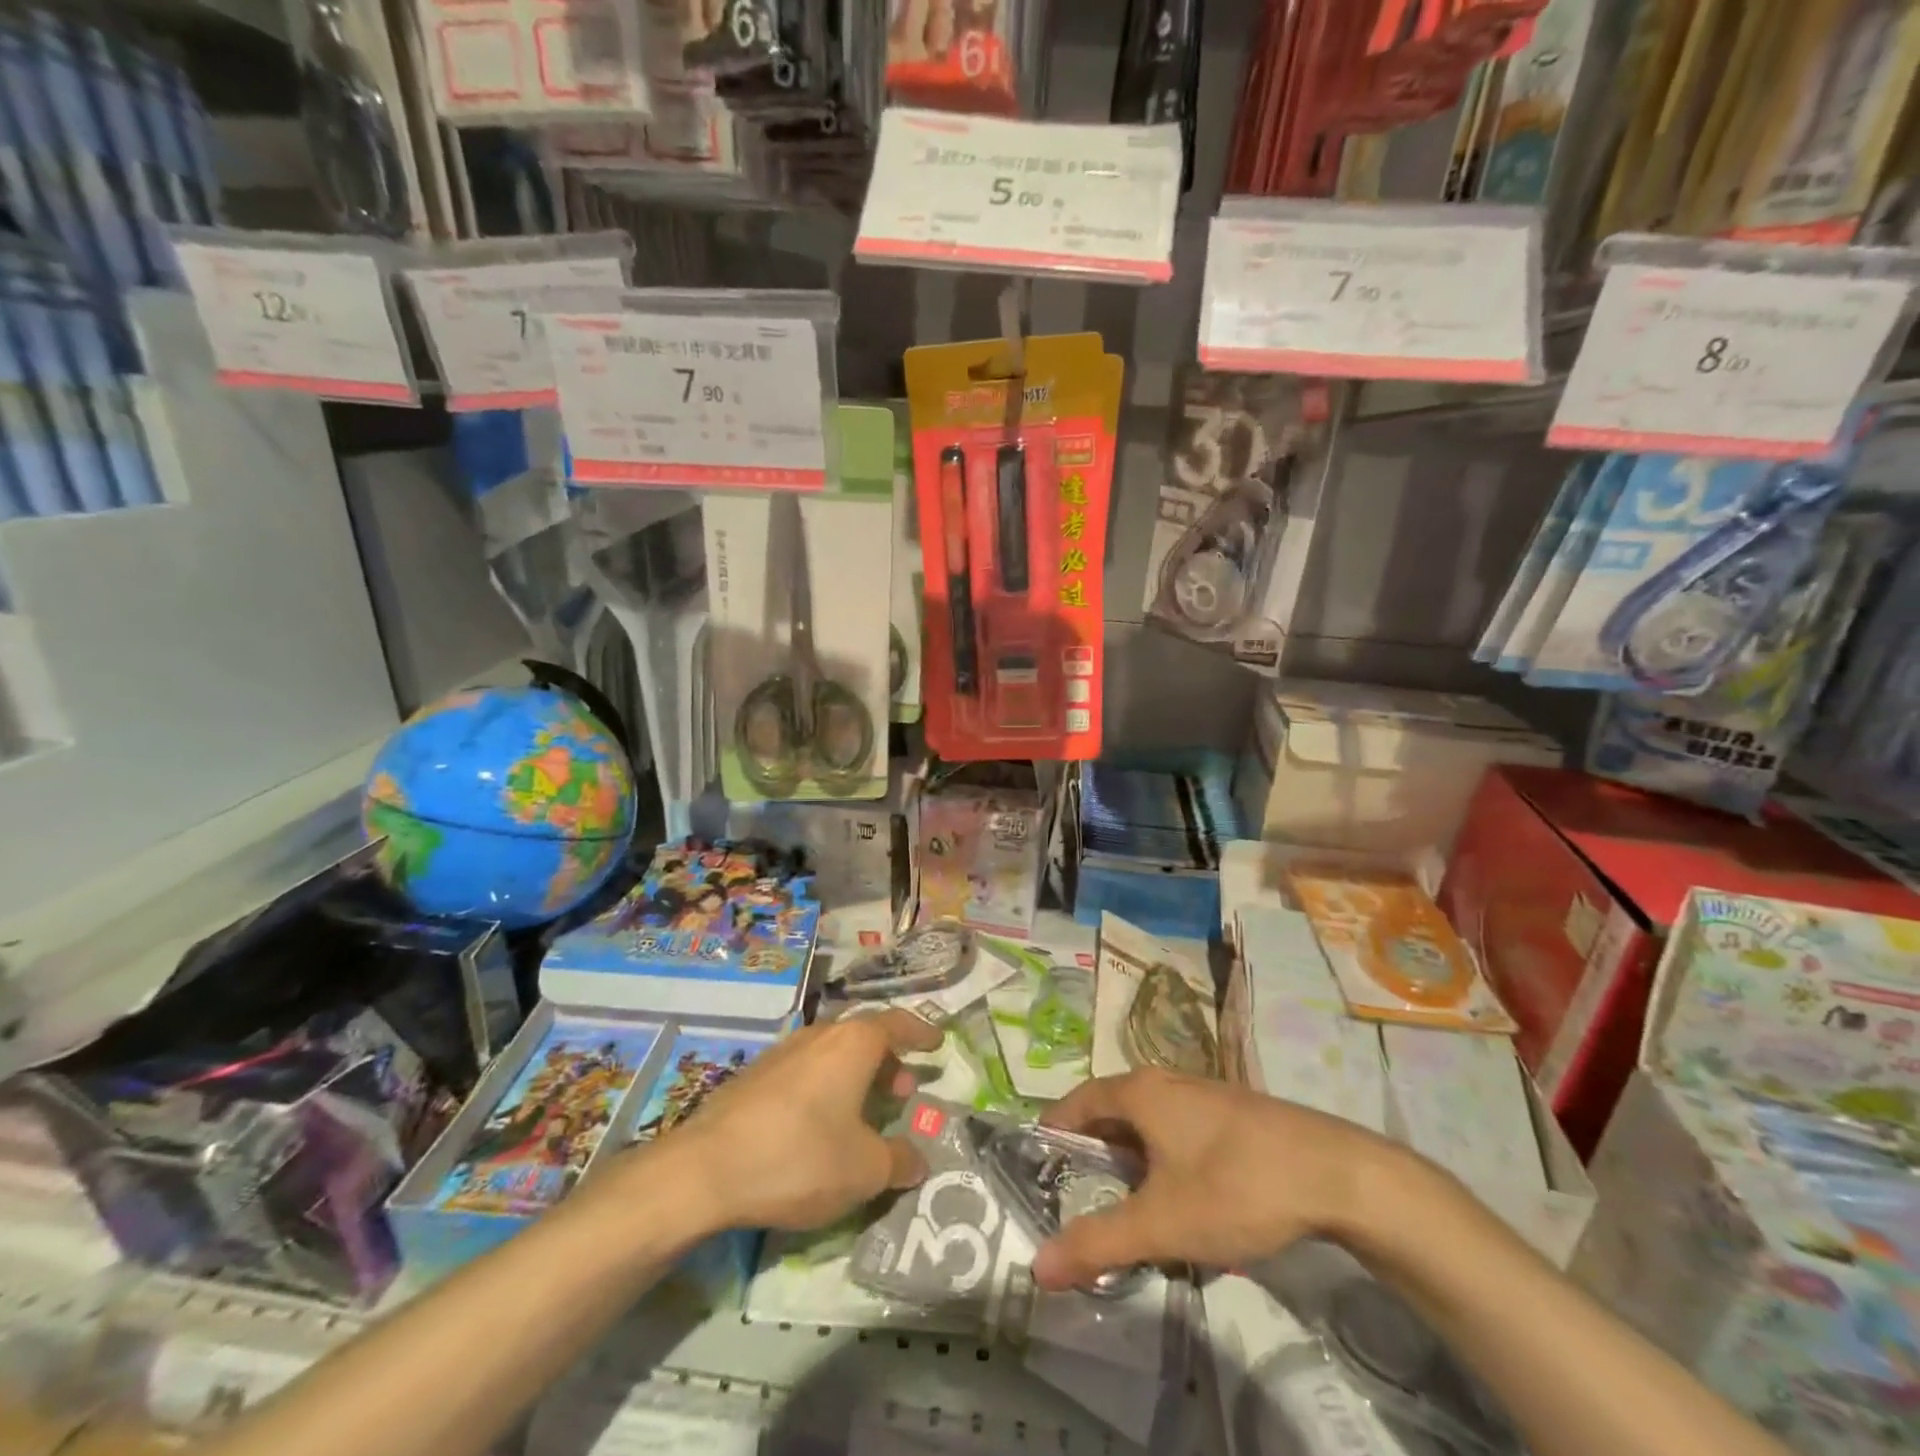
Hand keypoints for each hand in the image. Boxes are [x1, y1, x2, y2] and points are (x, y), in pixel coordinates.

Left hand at [648, 1011, 943, 1232]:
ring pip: (832, 1052)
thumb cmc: (800, 1157)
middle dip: (888, 1060)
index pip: (897, 1023)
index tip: (936, 1042)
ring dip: (855, 1075)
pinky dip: (825, 1086)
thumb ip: (899, 1161)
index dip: (920, 1032)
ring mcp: (783, 1051)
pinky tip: (820, 1123)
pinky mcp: (755, 1075)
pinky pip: (805, 1069)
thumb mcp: (864, 1170)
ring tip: (864, 1109)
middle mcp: (820, 1035)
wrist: (705, 1169)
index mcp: (853, 1043)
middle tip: (902, 1089)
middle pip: (863, 1036)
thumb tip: (919, 1160)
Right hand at [1032, 1069, 1396, 1290]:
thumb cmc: (1235, 1187)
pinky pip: (1180, 1128)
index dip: (1054, 1133)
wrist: (1337, 1174)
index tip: (1038, 1169)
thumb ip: (1098, 1242)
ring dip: (1132, 1157)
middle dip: (1093, 1152)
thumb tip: (1037, 1267)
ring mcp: (1203, 1093)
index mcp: (1139, 1092)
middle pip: (1112, 1111)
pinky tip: (1184, 1199)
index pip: (1077, 1102)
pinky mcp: (1234, 1112)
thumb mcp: (1161, 1223)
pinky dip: (1165, 1157)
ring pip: (1149, 1121)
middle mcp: (1165, 1080)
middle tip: (1080, 1197)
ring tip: (1130, 1205)